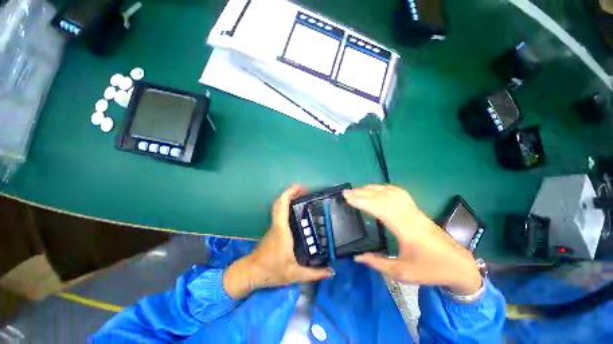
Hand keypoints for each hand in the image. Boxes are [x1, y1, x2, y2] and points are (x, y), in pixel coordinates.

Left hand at [223, 185, 333, 298]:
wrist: (250, 273)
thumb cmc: (271, 271)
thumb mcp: (294, 274)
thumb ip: (313, 274)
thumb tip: (331, 272)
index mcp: (281, 230)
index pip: (282, 206)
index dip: (289, 193)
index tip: (300, 187)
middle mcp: (276, 225)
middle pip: (279, 203)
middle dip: (290, 193)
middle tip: (304, 190)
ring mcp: (273, 227)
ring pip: (279, 208)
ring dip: (288, 199)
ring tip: (302, 198)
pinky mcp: (273, 231)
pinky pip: (279, 214)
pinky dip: (286, 207)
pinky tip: (296, 212)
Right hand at [343, 185, 481, 294]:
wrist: (459, 265)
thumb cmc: (431, 269)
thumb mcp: (403, 273)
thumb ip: (378, 264)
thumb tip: (357, 257)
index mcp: (405, 229)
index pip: (379, 208)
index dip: (362, 201)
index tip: (347, 198)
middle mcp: (409, 215)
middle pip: (383, 197)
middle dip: (362, 193)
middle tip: (346, 192)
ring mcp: (414, 210)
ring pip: (391, 192)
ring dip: (372, 189)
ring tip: (357, 190)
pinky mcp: (417, 209)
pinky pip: (399, 193)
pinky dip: (384, 188)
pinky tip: (377, 190)